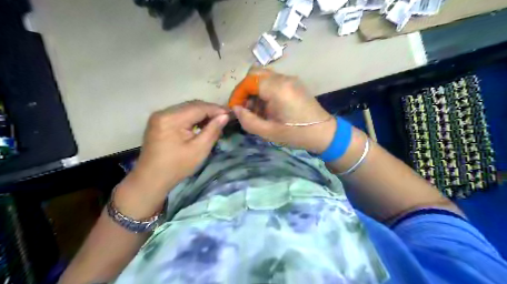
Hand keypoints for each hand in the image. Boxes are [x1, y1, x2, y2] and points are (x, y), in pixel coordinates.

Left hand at [133, 100, 230, 190]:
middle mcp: (163, 112)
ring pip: (186, 109)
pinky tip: (201, 124)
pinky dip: (192, 118)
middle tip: (225, 117)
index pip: (199, 107)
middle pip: (192, 105)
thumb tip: (225, 116)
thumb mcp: (199, 149)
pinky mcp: (159, 121)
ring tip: (216, 121)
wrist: (151, 179)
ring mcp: (159, 116)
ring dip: (202, 113)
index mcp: (171, 118)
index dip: (216, 109)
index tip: (230, 114)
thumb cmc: (177, 166)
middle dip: (210, 110)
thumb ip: (213, 130)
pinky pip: (180, 114)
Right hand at [232, 68, 334, 153]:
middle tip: (245, 107)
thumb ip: (248, 120)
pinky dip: (265, 91)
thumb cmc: (296, 134)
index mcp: (278, 89)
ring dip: (255, 90)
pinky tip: (268, 107)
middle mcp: (284, 78)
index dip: (238, 94)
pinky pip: (273, 81)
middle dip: (245, 90)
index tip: (236, 108)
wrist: (324, 133)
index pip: (249, 81)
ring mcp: (290, 79)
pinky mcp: (294, 83)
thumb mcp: (269, 132)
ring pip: (264, 76)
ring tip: (257, 111)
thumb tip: (236, 109)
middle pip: (255, 73)